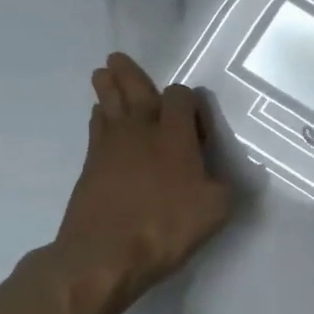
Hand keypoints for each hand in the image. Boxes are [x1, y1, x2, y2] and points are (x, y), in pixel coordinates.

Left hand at [45, 53, 234, 313]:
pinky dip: (99, 118)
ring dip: (107, 89)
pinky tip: (99, 117)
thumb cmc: (165, 227)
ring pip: (109, 107)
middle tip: (115, 58)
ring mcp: (111, 148)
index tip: (194, 114)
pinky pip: (96, 131)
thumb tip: (222, 175)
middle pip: (134, 92)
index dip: (187, 99)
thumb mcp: (216, 209)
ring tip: (102, 74)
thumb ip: (223, 184)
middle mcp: (142, 131)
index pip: (180, 98)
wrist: (103, 255)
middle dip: (128, 75)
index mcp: (175, 135)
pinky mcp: (90, 168)